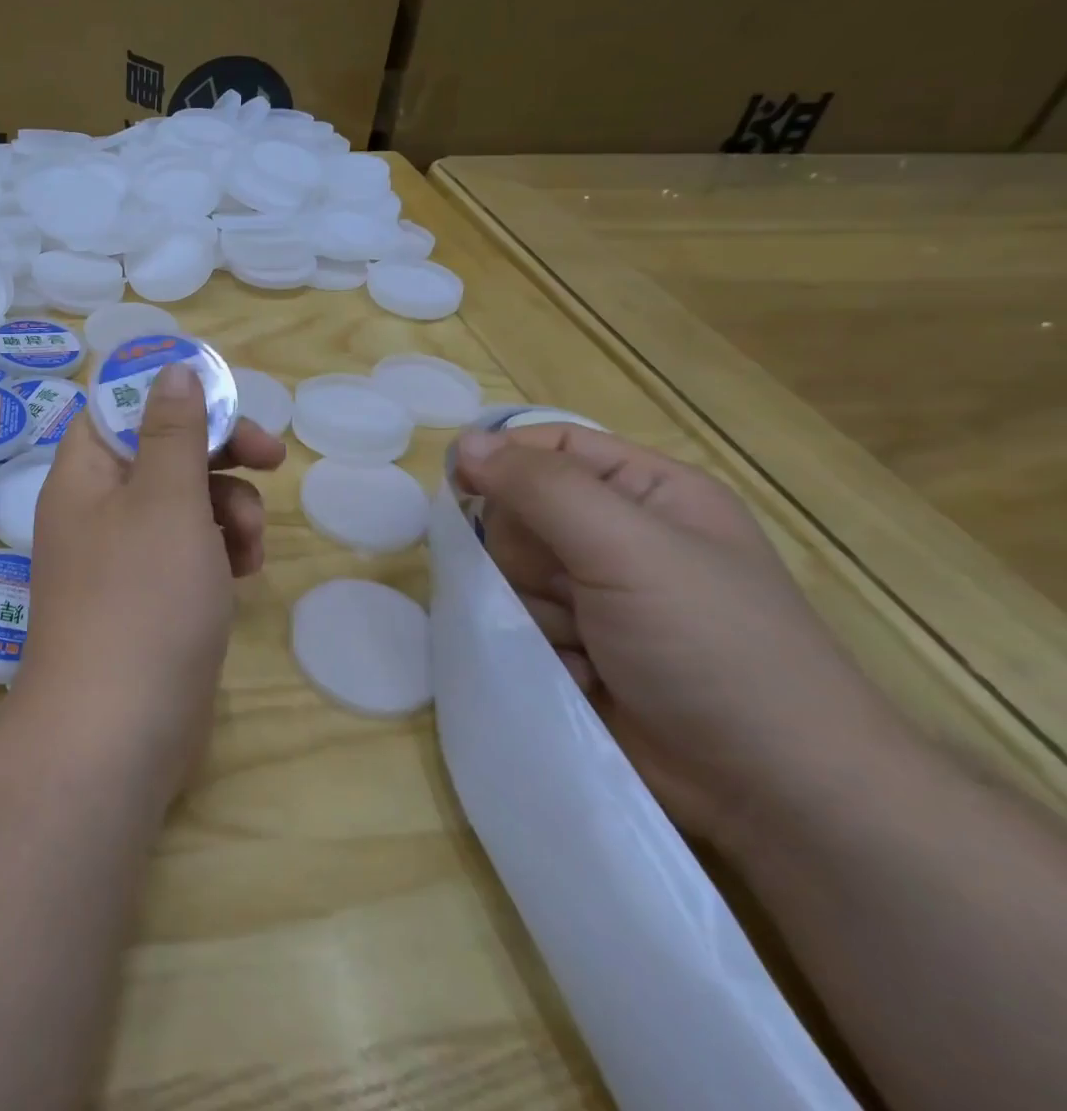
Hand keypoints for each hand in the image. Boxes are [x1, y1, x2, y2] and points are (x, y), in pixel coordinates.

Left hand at [16, 363, 285, 798]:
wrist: (117, 732)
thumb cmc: (141, 599)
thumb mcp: (165, 500)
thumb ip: (173, 431)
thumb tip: (170, 368)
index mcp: (86, 473)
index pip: (120, 406)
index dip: (171, 394)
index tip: (225, 399)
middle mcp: (98, 508)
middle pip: (163, 451)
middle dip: (219, 452)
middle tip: (270, 457)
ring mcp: (124, 556)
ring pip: (185, 502)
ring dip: (229, 508)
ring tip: (250, 544)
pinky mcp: (151, 597)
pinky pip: (190, 550)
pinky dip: (220, 550)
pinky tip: (245, 573)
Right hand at [454, 424, 899, 850]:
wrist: (773, 792)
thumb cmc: (713, 646)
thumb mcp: (628, 548)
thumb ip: (541, 489)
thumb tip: (465, 443)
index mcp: (647, 492)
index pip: (551, 445)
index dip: (503, 459)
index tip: (463, 487)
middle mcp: (618, 535)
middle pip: (519, 511)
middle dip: (526, 553)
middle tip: (566, 587)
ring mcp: (595, 595)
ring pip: (509, 571)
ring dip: (533, 607)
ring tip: (582, 643)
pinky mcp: (577, 646)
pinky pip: (518, 622)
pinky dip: (539, 646)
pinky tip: (581, 674)